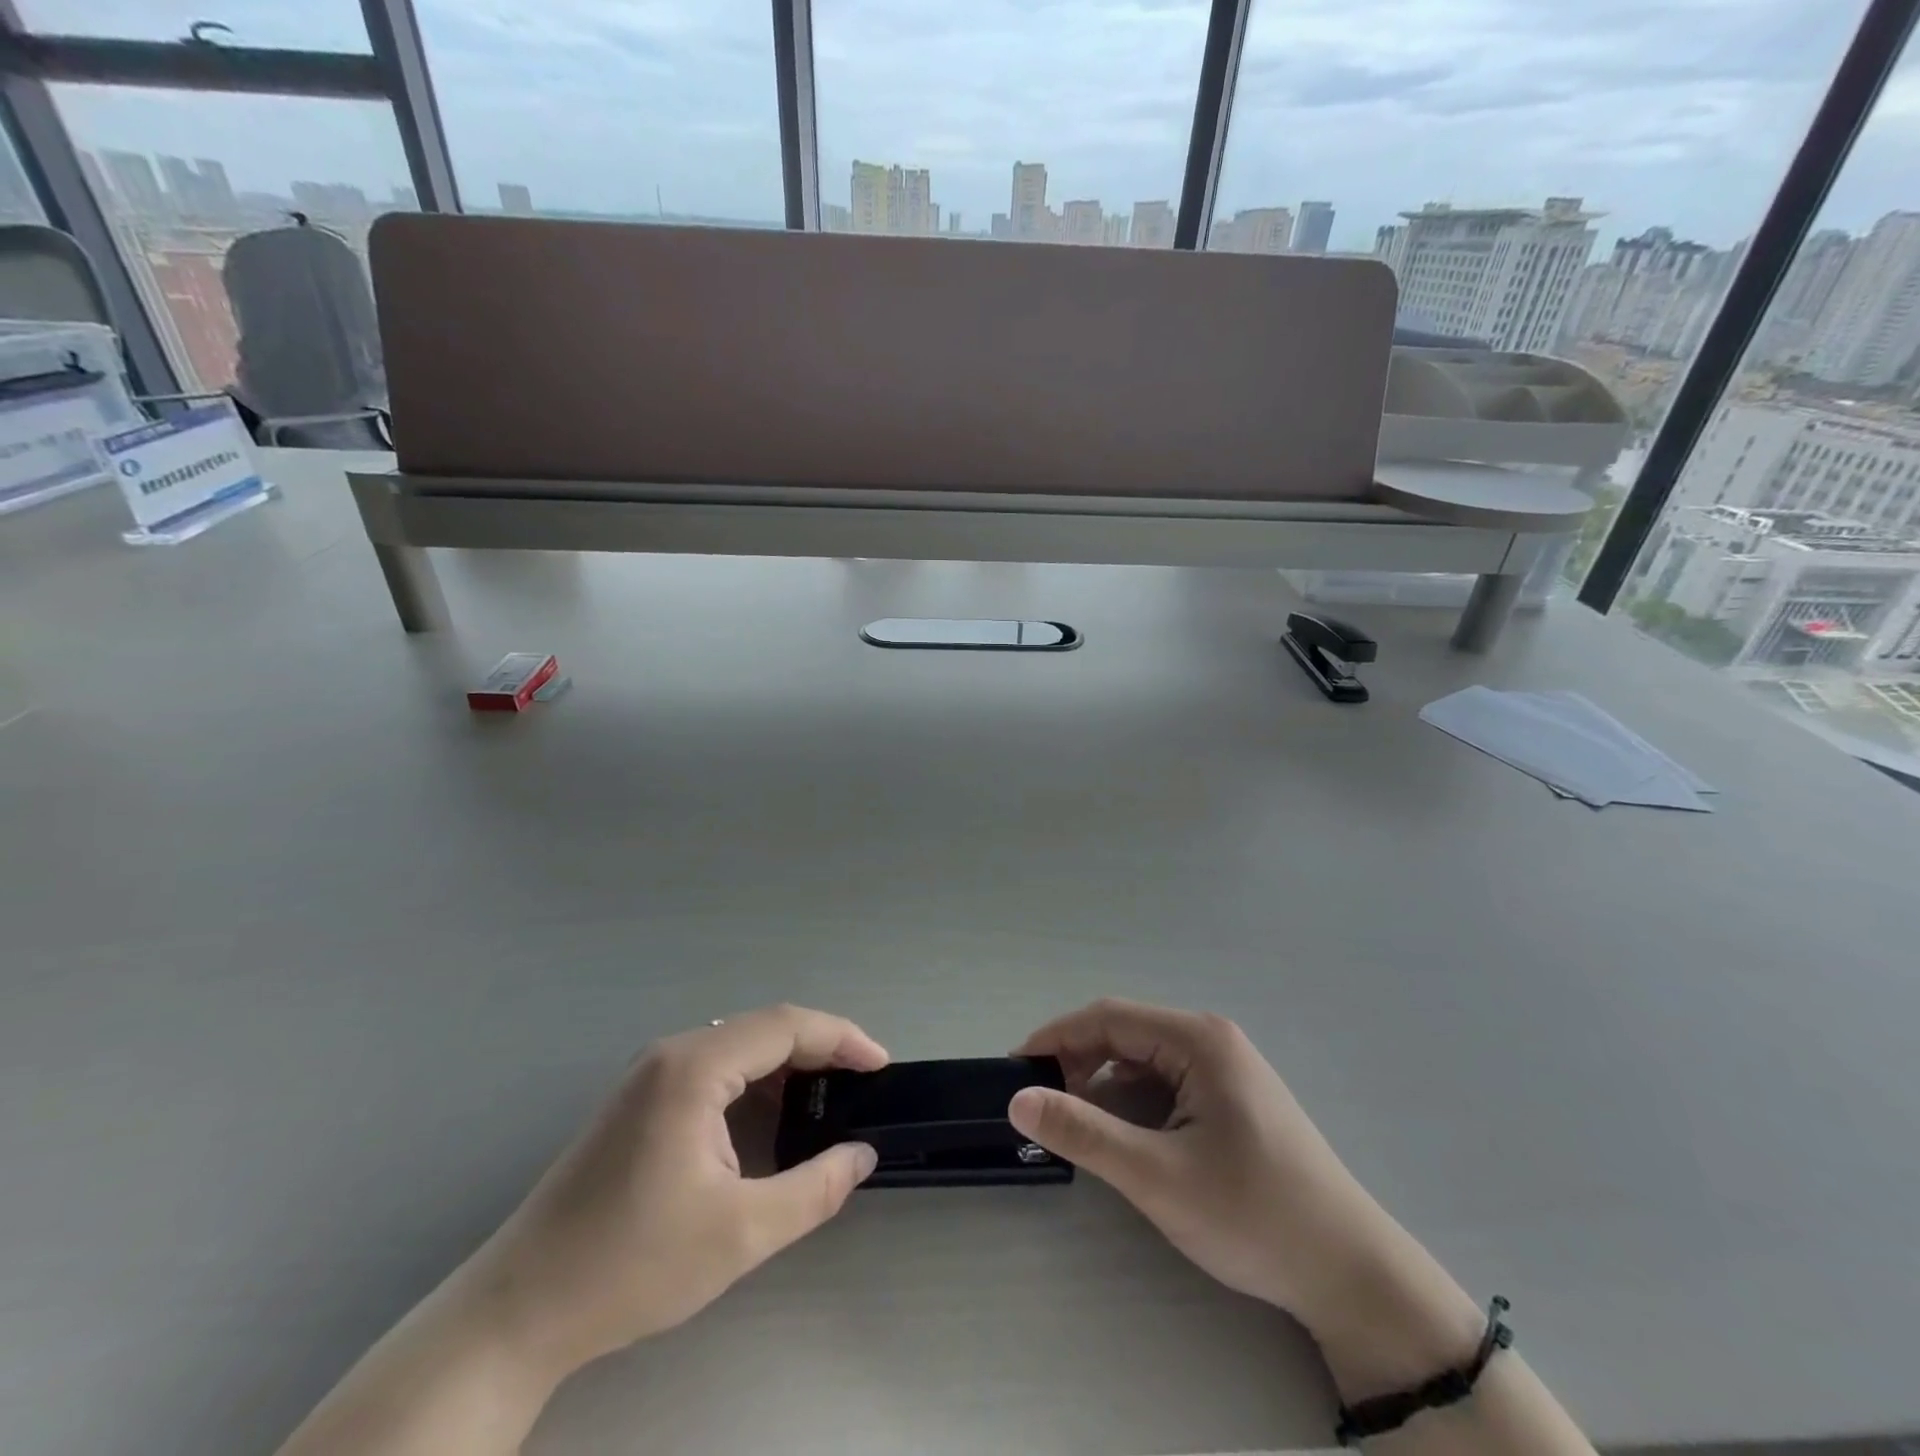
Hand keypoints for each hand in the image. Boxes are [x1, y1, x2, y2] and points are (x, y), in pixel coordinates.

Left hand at [458, 1004, 887, 1379]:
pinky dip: (754, 1084)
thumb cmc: (632, 1265)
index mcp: (694, 1067)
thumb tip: (861, 1154)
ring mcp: (649, 1074)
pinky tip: (771, 1120)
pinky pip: (713, 1070)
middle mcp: (672, 1053)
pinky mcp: (639, 1100)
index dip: (842, 1038)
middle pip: (764, 1029)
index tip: (882, 1066)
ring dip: (787, 1067)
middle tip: (862, 1085)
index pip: (787, 1026)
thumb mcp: (740, 1233)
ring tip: (828, 1101)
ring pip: (738, 1048)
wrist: (518, 1311)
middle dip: (820, 1050)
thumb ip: (814, 1188)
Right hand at [1009, 999, 1479, 1385]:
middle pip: (1124, 1034)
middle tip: (1041, 1107)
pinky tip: (1120, 1135)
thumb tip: (1018, 1099)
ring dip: (1102, 1084)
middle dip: (1077, 1063)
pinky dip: (1131, 1101)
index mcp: (1198, 1039)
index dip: (1055, 1038)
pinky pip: (1164, 1083)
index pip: (1108, 1017)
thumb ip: (1084, 1132)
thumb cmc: (1254, 1215)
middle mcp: (1211, 1040)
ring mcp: (1224, 1068)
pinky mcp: (1230, 1098)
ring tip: (1074, 1125)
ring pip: (1142, 1059)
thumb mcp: (1157, 1177)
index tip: (1015, 1071)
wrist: (1351, 1275)